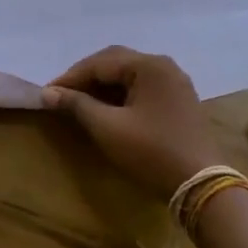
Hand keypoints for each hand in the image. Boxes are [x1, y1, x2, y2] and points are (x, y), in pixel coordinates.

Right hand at [43, 47, 219, 198]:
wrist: (201, 185)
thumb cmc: (151, 152)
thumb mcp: (108, 128)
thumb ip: (77, 105)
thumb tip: (48, 93)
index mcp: (149, 65)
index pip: (100, 62)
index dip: (70, 77)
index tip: (47, 93)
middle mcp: (164, 66)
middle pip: (116, 62)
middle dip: (86, 77)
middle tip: (61, 94)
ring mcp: (175, 83)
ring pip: (129, 74)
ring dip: (103, 85)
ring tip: (79, 102)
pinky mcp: (179, 100)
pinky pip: (142, 87)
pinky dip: (121, 94)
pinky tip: (107, 108)